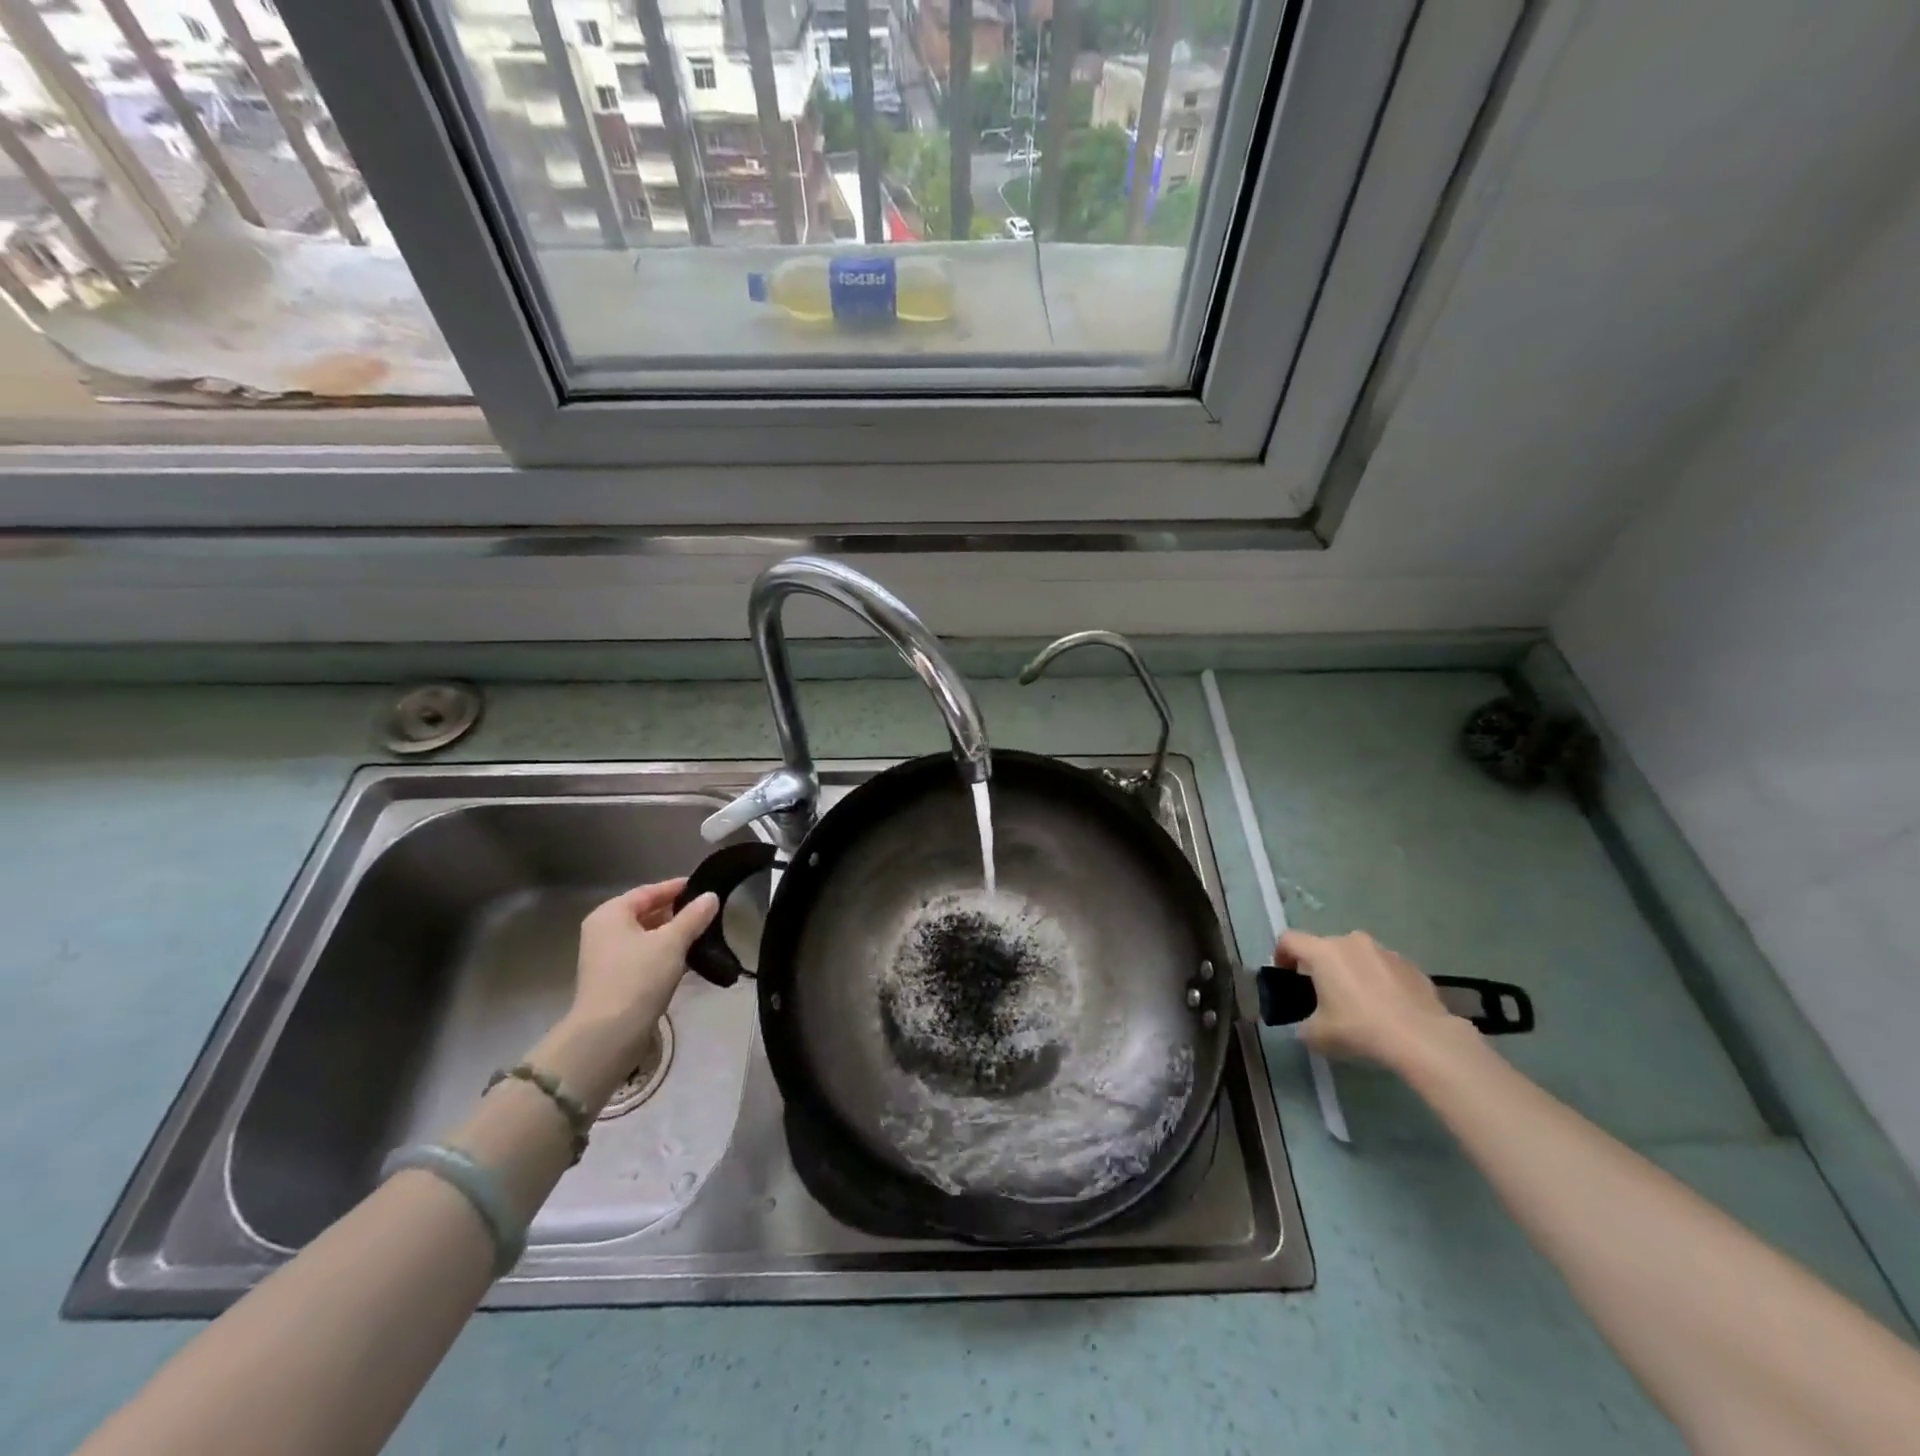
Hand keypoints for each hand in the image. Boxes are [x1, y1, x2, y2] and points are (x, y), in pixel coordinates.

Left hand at [573, 879, 719, 1042]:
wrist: (610, 1034)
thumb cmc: (638, 977)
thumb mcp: (672, 942)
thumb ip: (693, 916)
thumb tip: (711, 896)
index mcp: (610, 915)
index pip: (647, 892)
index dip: (675, 888)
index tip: (702, 885)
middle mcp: (604, 933)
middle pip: (645, 914)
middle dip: (676, 912)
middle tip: (707, 910)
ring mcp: (608, 959)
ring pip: (647, 938)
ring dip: (673, 935)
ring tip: (704, 933)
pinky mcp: (616, 982)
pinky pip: (645, 958)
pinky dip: (666, 955)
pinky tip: (690, 959)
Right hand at [1273, 928, 1463, 1070]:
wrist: (1422, 1038)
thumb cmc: (1360, 1029)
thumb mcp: (1317, 1035)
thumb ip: (1303, 1024)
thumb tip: (1306, 1025)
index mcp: (1323, 952)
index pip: (1289, 940)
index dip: (1281, 955)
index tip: (1286, 976)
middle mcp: (1351, 941)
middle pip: (1325, 947)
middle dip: (1320, 966)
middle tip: (1324, 994)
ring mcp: (1384, 950)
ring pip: (1356, 955)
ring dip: (1352, 971)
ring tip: (1360, 1001)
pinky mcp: (1410, 964)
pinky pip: (1384, 967)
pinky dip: (1379, 980)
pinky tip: (1387, 1007)